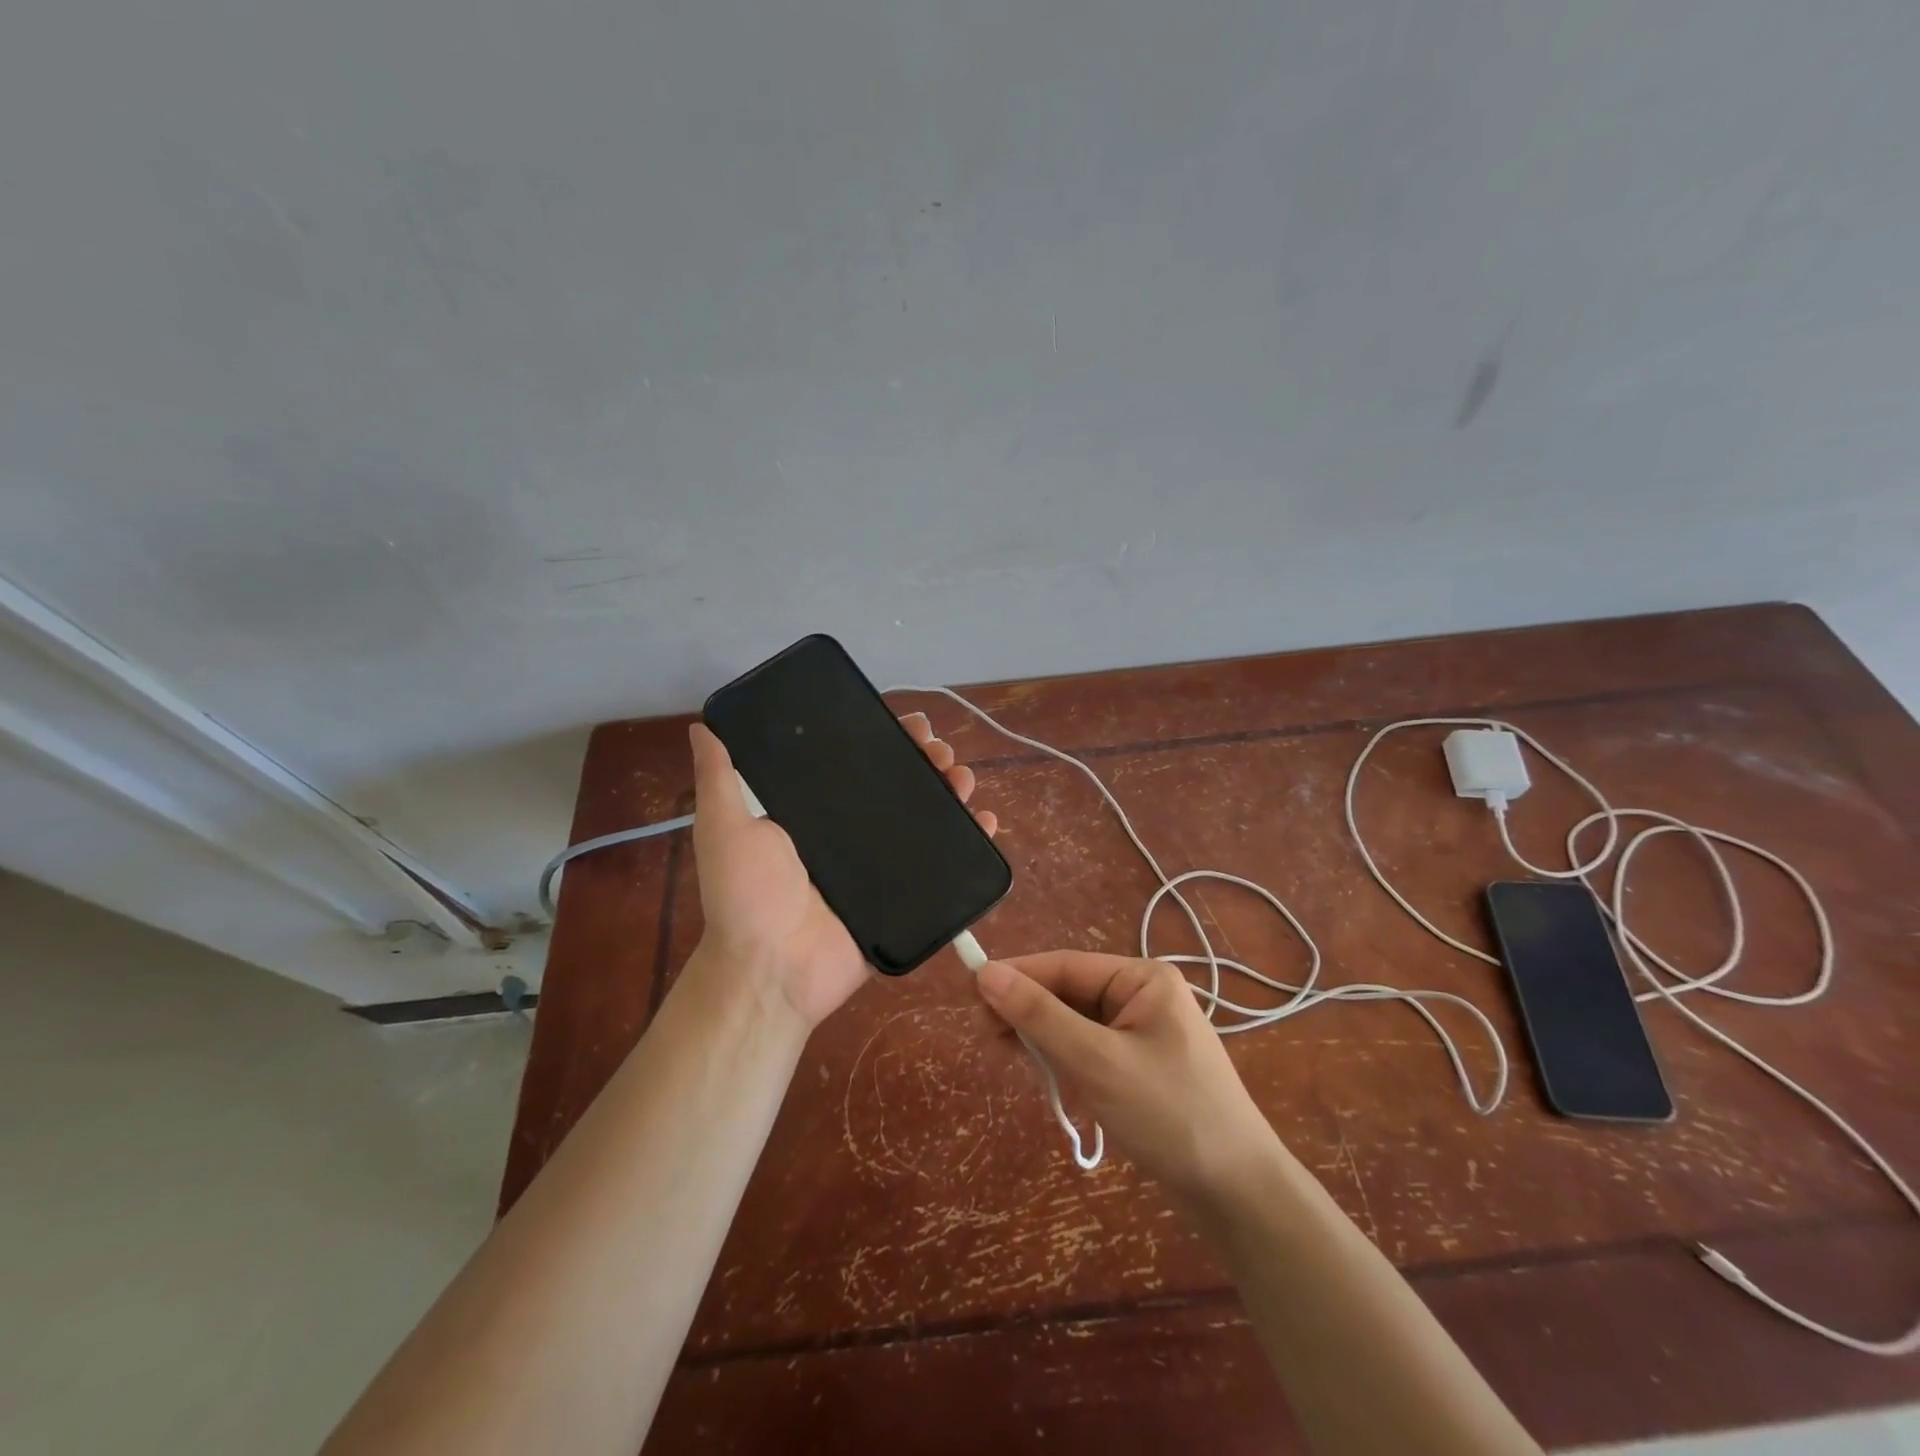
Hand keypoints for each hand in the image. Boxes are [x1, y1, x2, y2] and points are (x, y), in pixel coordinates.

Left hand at [687, 714, 996, 1030]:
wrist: (772, 970)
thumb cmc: (747, 896)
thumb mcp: (725, 828)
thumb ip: (719, 778)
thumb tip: (704, 724)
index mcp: (817, 813)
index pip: (858, 764)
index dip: (886, 740)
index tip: (908, 722)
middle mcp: (853, 834)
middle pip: (900, 787)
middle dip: (927, 761)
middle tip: (941, 751)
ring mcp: (882, 866)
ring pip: (927, 819)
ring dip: (952, 792)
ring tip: (963, 778)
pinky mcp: (904, 896)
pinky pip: (943, 865)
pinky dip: (970, 841)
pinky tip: (985, 821)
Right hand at [974, 952, 1279, 1203]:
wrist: (1239, 1195)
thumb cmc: (1169, 1114)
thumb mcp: (1096, 1061)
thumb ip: (1040, 1016)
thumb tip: (986, 974)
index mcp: (1142, 979)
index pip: (1066, 966)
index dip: (1017, 975)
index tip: (970, 990)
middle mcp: (1144, 996)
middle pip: (1070, 992)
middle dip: (1028, 1011)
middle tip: (983, 1034)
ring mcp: (1145, 1033)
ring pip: (1076, 1023)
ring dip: (1042, 1037)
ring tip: (1003, 1053)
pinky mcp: (1141, 1067)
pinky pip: (1090, 1049)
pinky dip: (1064, 1060)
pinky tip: (1044, 1076)